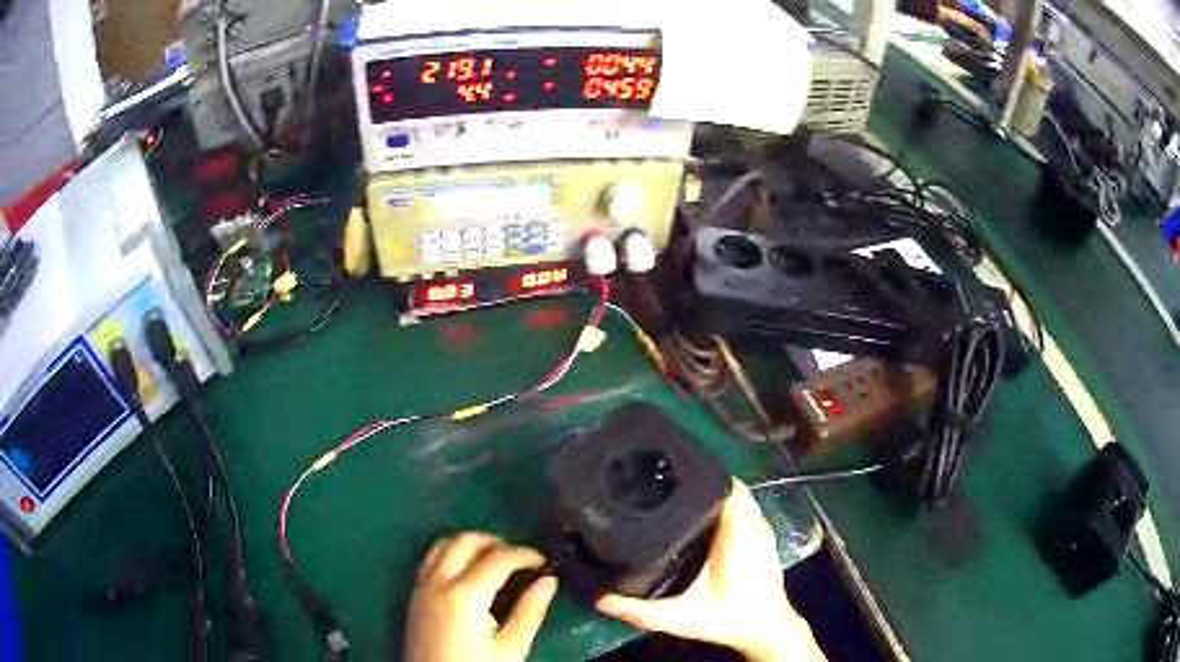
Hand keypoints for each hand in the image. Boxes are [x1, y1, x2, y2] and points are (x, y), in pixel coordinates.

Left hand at [406, 532, 557, 661]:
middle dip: (496, 542)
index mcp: (465, 595)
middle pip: (465, 541)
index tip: (544, 561)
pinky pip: (430, 560)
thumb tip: (549, 581)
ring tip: (494, 561)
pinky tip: (467, 573)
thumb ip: (529, 612)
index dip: (524, 554)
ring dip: (470, 545)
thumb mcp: (511, 649)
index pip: (498, 559)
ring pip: (442, 544)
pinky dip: (450, 554)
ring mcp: (421, 587)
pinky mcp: (414, 596)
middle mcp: (438, 582)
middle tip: (519, 559)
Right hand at [596, 479, 825, 661]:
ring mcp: (763, 531)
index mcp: (737, 533)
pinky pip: (746, 511)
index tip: (670, 472)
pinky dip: (727, 507)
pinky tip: (704, 519)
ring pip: (739, 498)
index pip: (726, 485)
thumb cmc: (727, 619)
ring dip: (715, 494)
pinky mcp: (765, 540)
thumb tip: (599, 600)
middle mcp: (753, 525)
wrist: (767, 630)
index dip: (700, 474)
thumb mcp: (680, 618)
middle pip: (729, 486)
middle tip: (665, 483)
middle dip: (701, 481)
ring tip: (679, 496)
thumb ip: (639, 611)